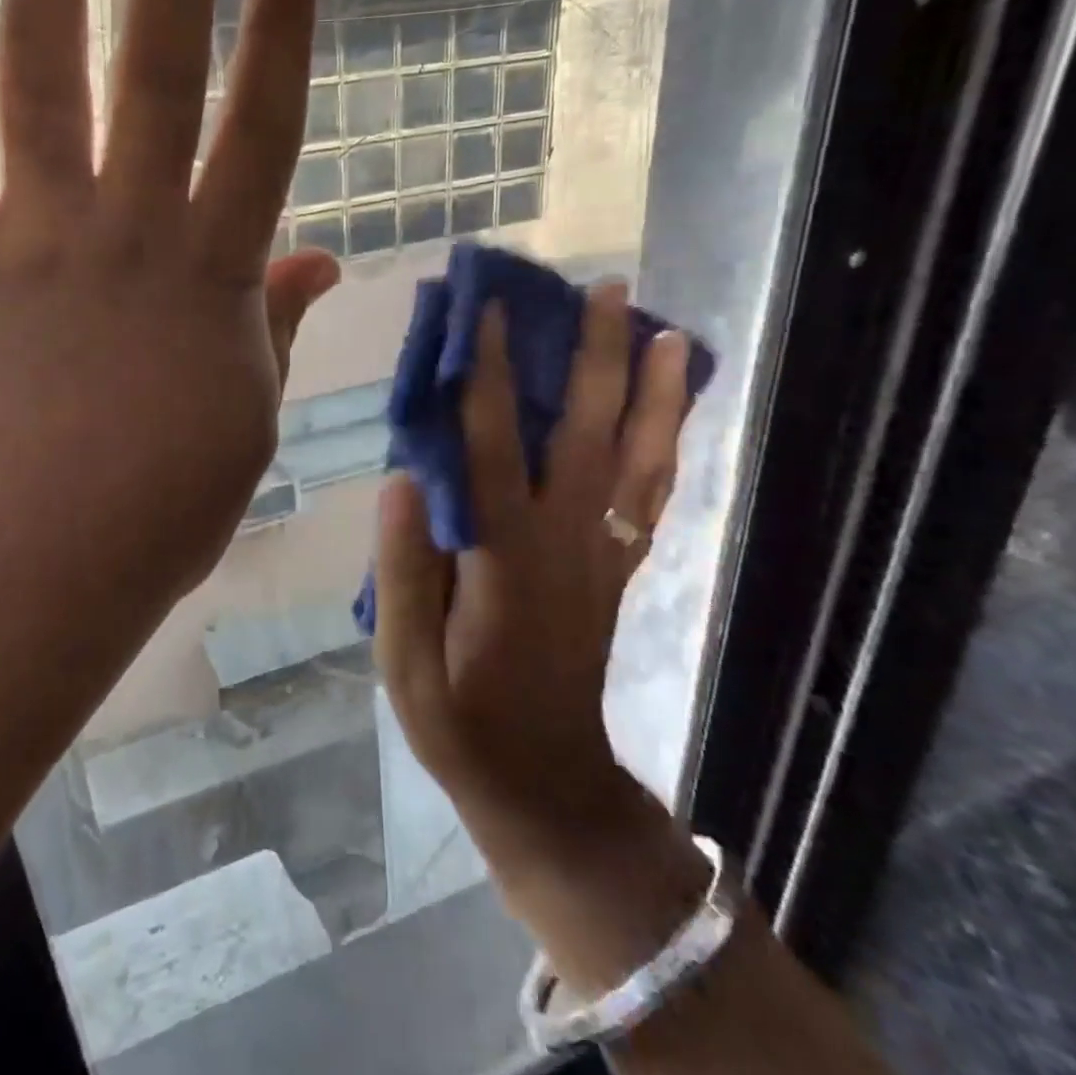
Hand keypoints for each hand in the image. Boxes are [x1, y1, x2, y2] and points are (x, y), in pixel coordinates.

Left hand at [0, 0, 337, 648]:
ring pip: (44, 82)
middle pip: (160, 73)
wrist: (21, 569)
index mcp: (214, 283)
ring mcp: (35, 247)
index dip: (281, 36)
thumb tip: (319, 260)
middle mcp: (130, 239)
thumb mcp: (244, 427)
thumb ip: (271, 333)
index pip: (263, 132)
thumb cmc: (153, 515)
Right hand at [372, 285, 693, 882]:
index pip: (495, 446)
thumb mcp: (405, 664)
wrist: (546, 786)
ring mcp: (603, 555)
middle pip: (589, 434)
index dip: (491, 372)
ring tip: (662, 330)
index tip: (487, 307)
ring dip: (653, 391)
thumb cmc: (462, 725)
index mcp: (505, 560)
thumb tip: (402, 475)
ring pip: (639, 460)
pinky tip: (673, 410)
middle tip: (603, 288)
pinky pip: (651, 496)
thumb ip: (404, 569)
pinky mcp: (617, 571)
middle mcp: (566, 543)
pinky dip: (668, 445)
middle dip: (596, 356)